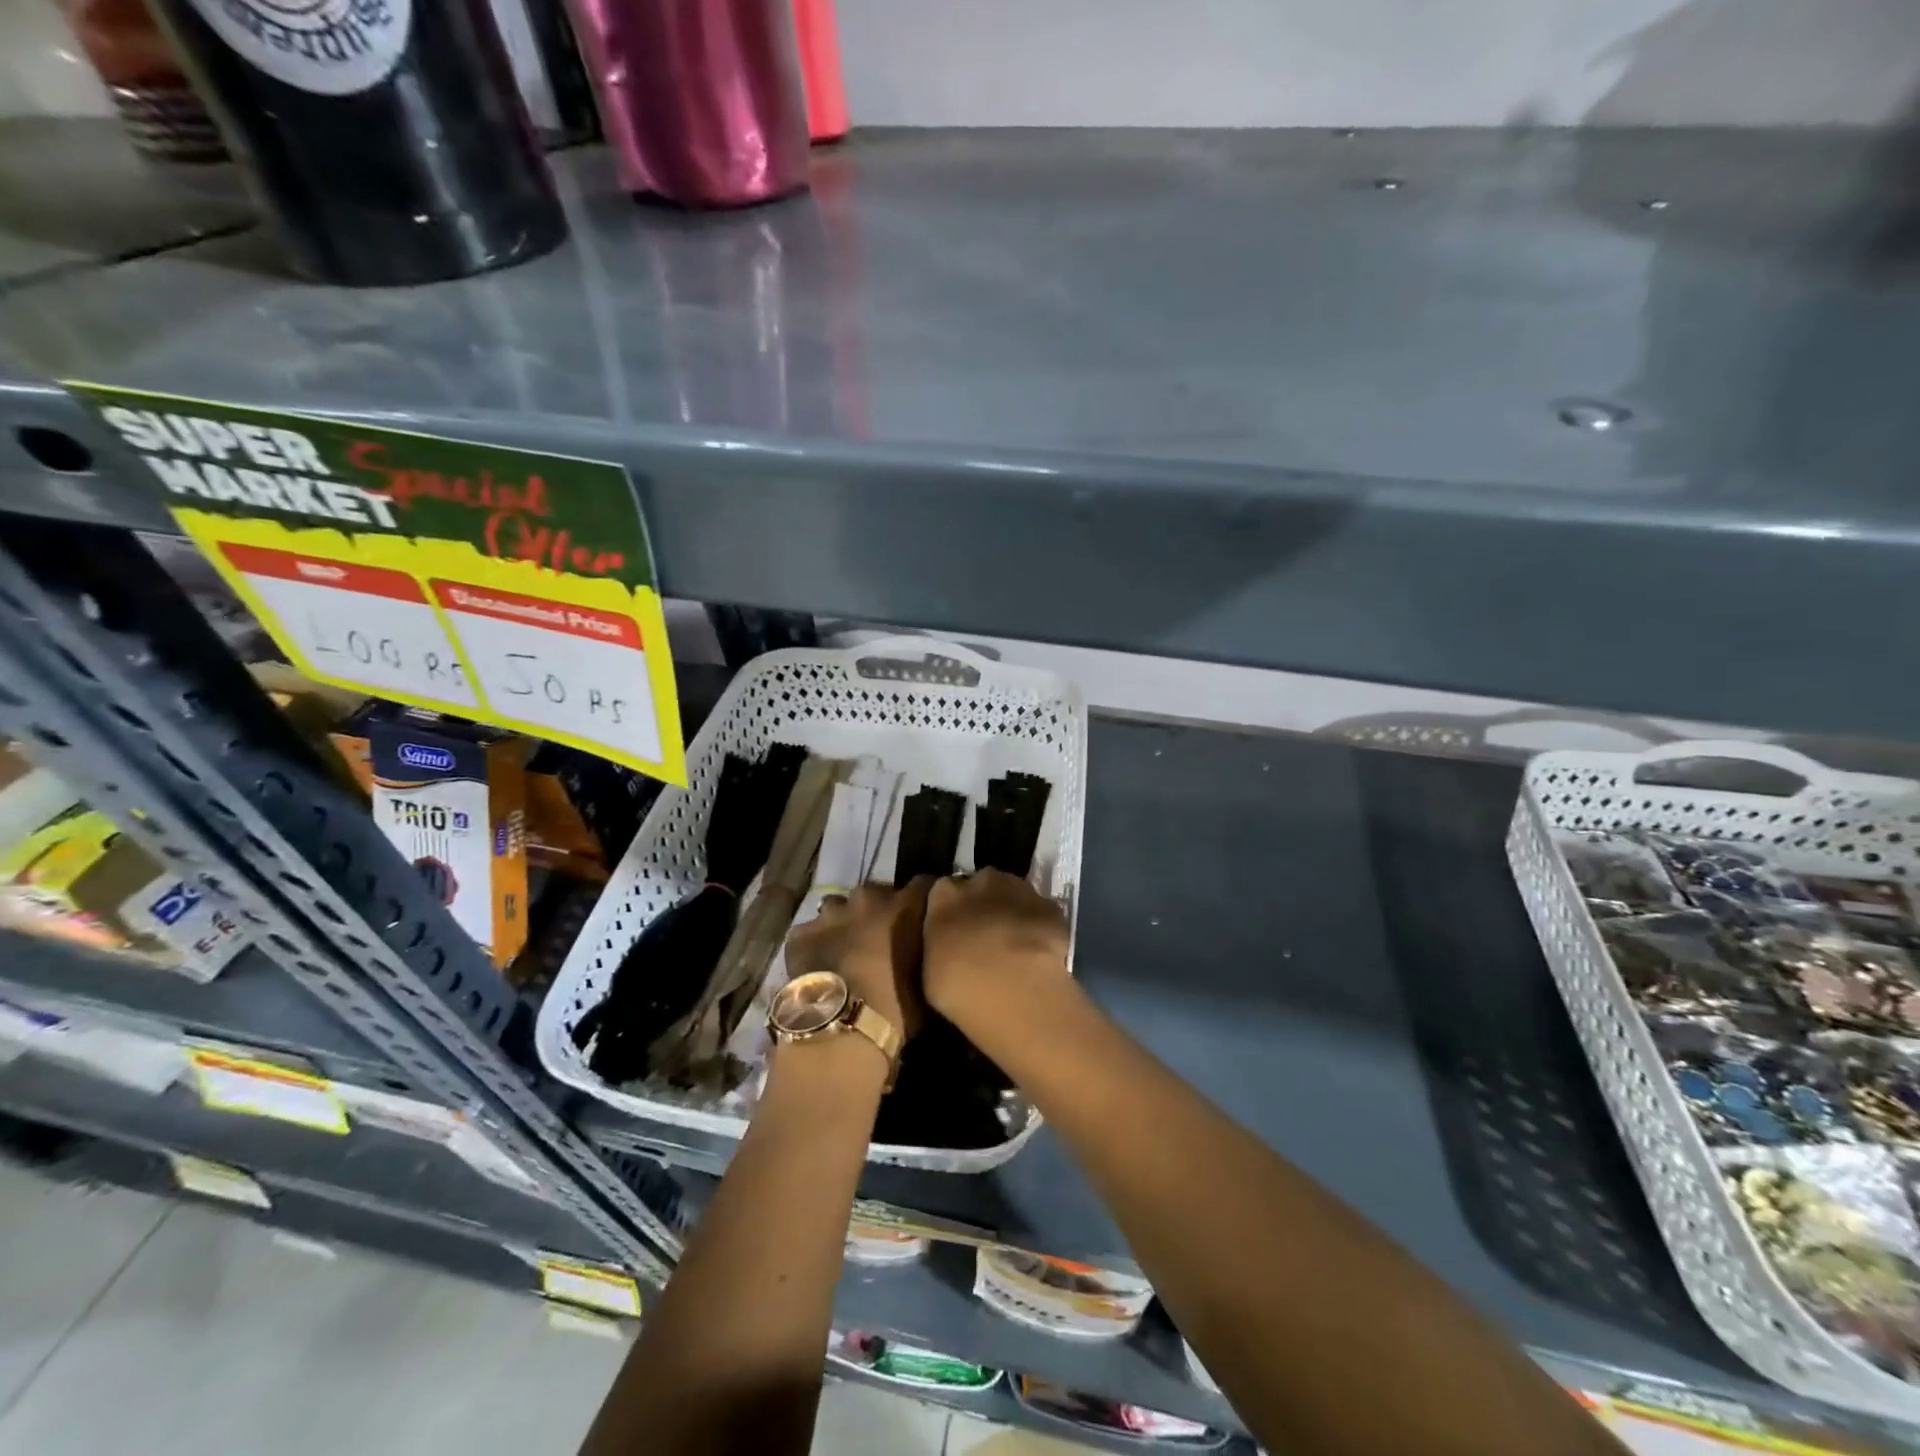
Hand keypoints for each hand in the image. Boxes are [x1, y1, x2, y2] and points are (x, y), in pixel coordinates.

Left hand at [783, 878, 933, 1040]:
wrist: (844, 1032)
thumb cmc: (898, 1010)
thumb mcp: (929, 978)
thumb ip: (929, 947)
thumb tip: (926, 943)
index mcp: (906, 906)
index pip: (923, 884)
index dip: (922, 900)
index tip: (922, 915)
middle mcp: (868, 899)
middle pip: (876, 894)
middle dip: (879, 910)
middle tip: (880, 939)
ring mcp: (831, 914)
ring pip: (838, 908)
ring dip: (844, 924)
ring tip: (846, 951)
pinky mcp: (801, 934)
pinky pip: (809, 932)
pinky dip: (814, 944)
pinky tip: (818, 966)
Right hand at [923, 868, 1071, 1032]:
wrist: (1016, 989)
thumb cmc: (959, 985)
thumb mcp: (928, 969)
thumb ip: (938, 944)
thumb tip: (946, 943)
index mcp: (944, 894)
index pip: (941, 891)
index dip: (947, 911)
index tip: (950, 931)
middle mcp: (981, 881)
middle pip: (979, 886)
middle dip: (980, 905)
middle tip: (982, 939)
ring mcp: (1020, 890)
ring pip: (1012, 894)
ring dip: (1010, 912)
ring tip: (1012, 946)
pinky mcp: (1051, 906)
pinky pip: (1038, 912)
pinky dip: (1037, 926)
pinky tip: (1037, 952)